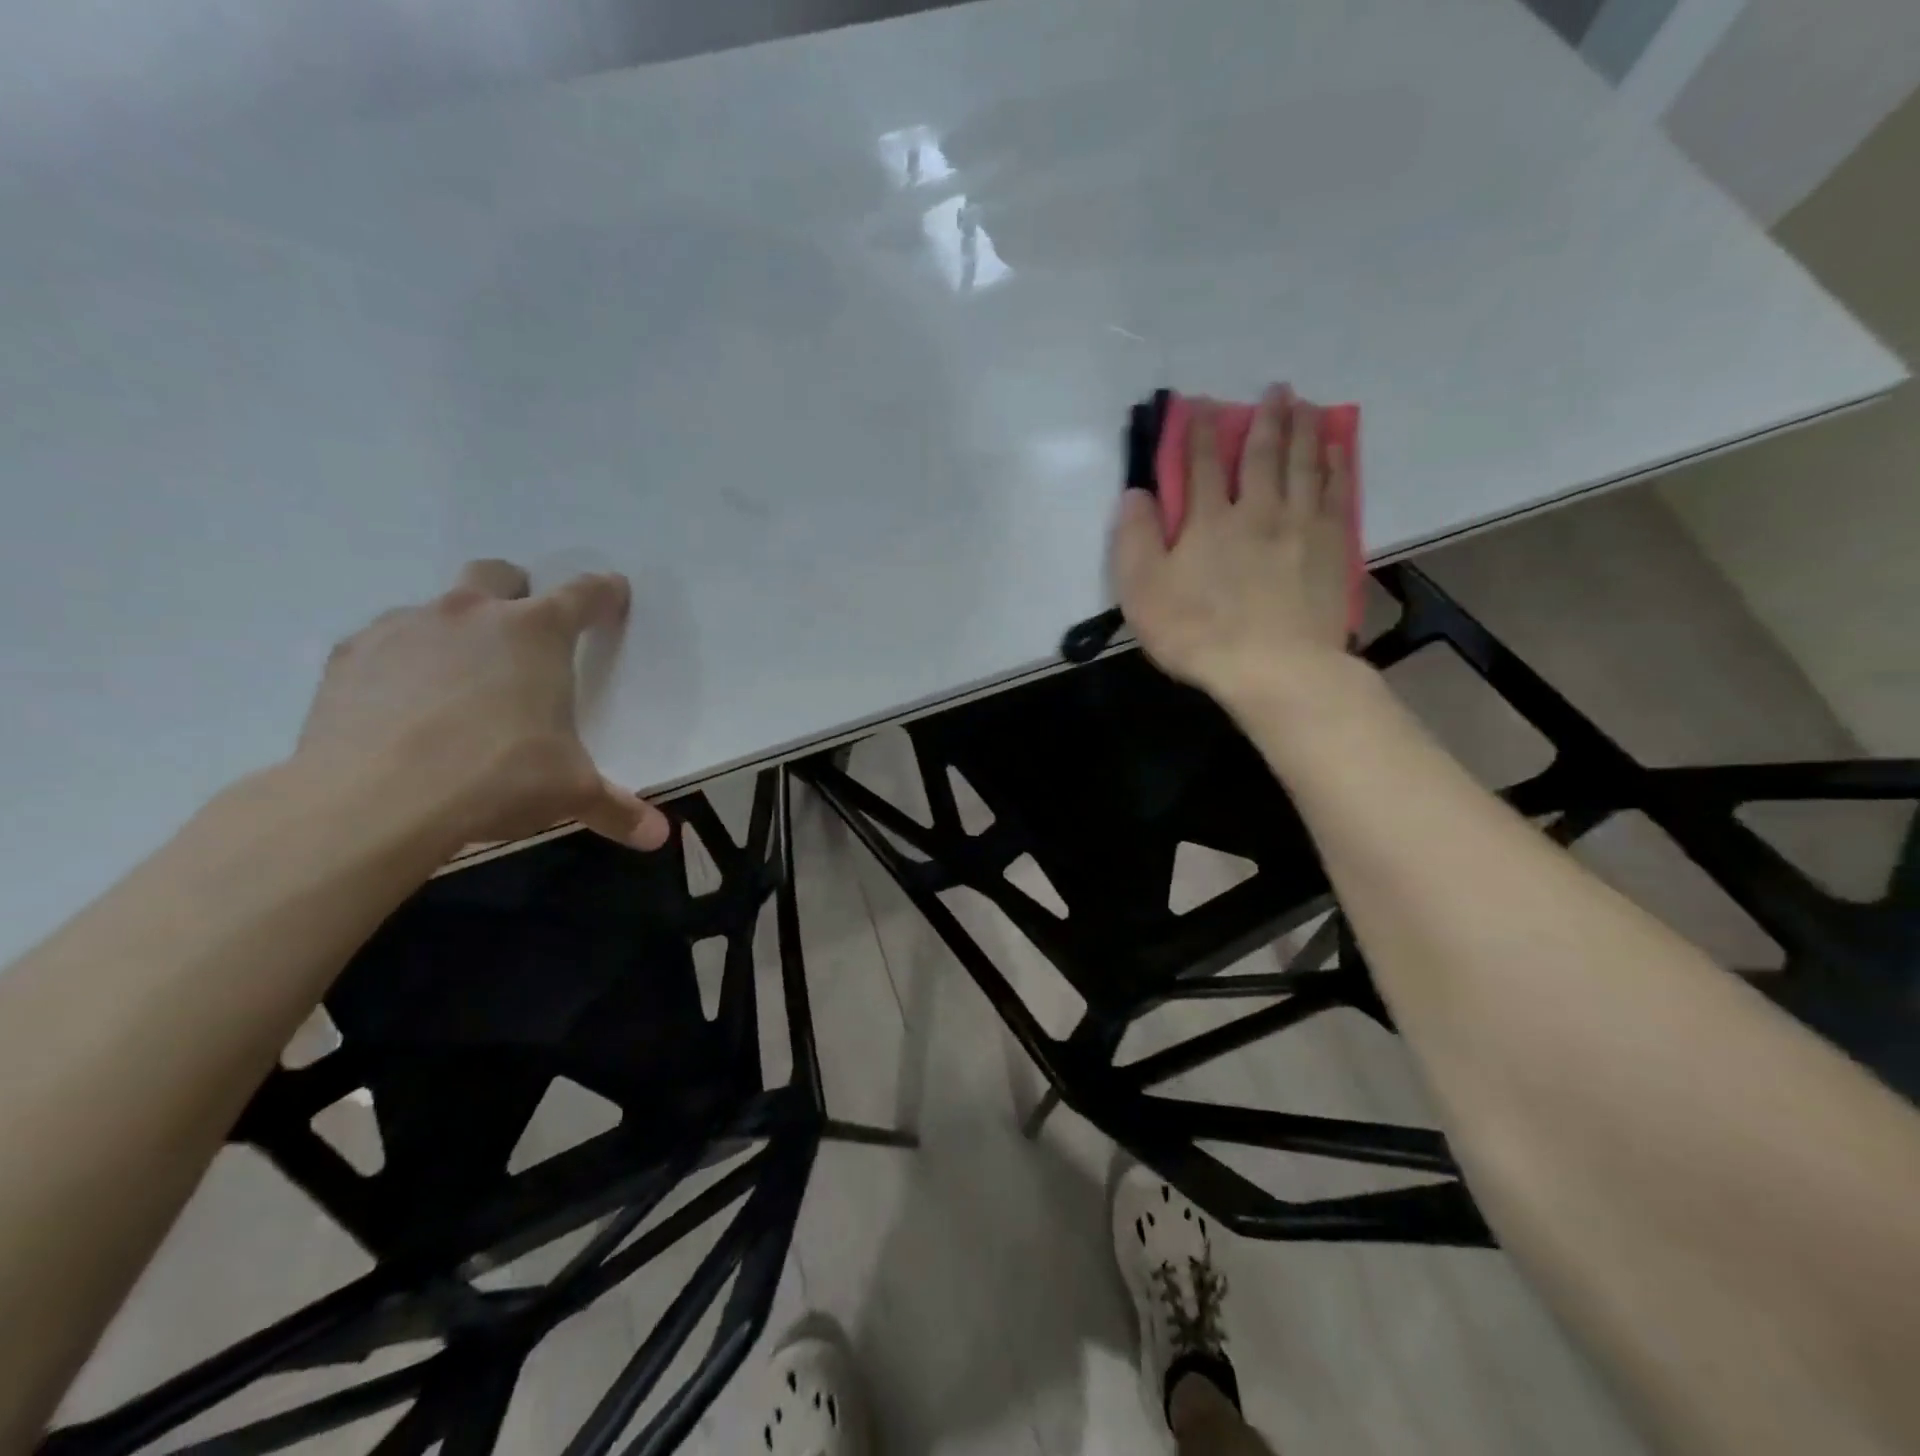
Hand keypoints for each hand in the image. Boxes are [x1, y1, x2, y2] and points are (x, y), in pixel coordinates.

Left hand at [296, 559, 670, 851]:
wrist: (374, 798)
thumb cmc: (497, 777)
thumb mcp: (570, 793)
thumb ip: (617, 808)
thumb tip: (660, 836)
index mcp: (537, 633)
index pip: (583, 596)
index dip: (603, 592)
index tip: (613, 591)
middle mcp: (472, 615)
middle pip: (498, 574)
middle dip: (515, 592)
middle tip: (523, 633)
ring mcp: (406, 628)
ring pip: (437, 606)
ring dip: (456, 630)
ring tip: (460, 681)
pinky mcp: (352, 655)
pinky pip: (386, 642)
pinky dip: (402, 662)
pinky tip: (405, 704)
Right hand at [1111, 386, 1355, 710]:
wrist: (1274, 668)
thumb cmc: (1198, 633)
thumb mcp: (1143, 593)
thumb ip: (1135, 540)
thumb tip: (1134, 494)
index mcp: (1208, 521)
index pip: (1199, 465)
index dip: (1198, 433)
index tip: (1200, 404)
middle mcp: (1258, 510)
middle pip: (1262, 455)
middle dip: (1264, 419)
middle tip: (1275, 390)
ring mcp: (1301, 526)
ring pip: (1304, 465)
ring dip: (1303, 431)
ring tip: (1306, 406)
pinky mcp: (1334, 547)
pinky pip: (1337, 492)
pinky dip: (1336, 465)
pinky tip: (1336, 451)